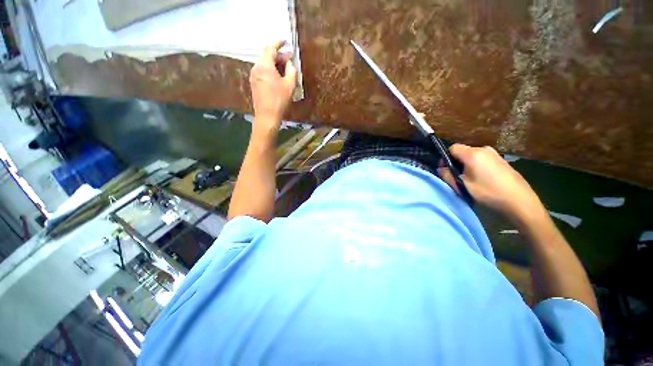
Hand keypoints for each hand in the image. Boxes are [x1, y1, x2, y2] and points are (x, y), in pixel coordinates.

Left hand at [249, 40, 297, 128]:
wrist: (267, 116)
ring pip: (265, 64)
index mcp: (265, 66)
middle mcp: (256, 68)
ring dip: (275, 64)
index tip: (285, 41)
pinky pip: (262, 72)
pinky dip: (270, 71)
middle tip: (290, 60)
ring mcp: (254, 76)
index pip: (270, 48)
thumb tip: (289, 63)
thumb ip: (291, 70)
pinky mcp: (254, 84)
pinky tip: (278, 77)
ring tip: (285, 70)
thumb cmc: (279, 101)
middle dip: (278, 56)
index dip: (278, 43)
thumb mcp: (290, 85)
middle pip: (267, 56)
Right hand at [438, 144, 545, 223]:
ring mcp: (496, 155)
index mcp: (473, 154)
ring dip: (467, 166)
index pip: (452, 148)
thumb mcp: (462, 186)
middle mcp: (484, 149)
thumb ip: (447, 175)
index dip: (445, 157)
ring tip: (470, 180)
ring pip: (473, 157)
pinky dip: (478, 167)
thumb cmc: (488, 192)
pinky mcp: (502, 161)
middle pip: (463, 152)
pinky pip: (484, 160)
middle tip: (457, 177)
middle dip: (457, 163)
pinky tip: (483, 180)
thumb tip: (440, 168)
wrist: (520, 202)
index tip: (446, 169)